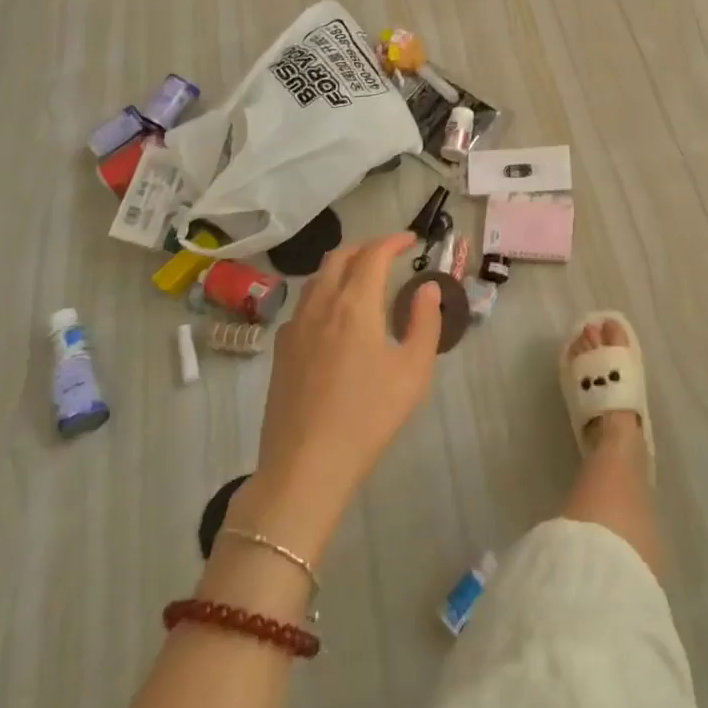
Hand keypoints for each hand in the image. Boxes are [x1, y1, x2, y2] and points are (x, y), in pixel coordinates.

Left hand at [239, 234, 441, 556]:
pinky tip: (334, 317)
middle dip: (366, 247)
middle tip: (388, 254)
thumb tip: (426, 288)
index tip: (411, 240)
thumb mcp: (413, 371)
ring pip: (317, 278)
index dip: (393, 241)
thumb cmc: (368, 417)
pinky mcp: (280, 351)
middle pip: (339, 257)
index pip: (373, 255)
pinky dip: (323, 293)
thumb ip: (424, 322)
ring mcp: (295, 327)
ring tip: (362, 278)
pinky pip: (303, 305)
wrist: (305, 467)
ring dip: (341, 266)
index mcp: (355, 305)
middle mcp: (321, 305)